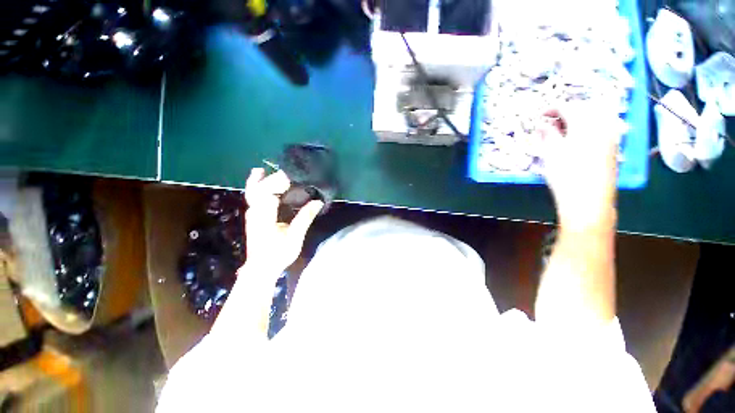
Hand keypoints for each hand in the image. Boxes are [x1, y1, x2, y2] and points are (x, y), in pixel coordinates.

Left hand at [244, 168, 322, 271]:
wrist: (261, 269)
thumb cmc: (278, 254)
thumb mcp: (295, 237)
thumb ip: (305, 217)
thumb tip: (318, 201)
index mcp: (264, 215)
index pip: (269, 191)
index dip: (279, 181)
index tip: (293, 175)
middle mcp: (255, 211)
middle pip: (257, 188)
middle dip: (271, 178)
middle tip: (286, 171)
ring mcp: (252, 214)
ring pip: (252, 192)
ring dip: (259, 180)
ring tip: (265, 170)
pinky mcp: (254, 216)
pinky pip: (254, 197)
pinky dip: (257, 187)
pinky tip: (261, 184)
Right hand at [538, 103, 618, 231]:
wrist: (588, 200)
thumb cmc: (566, 174)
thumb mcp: (551, 152)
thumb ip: (547, 134)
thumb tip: (542, 125)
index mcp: (586, 123)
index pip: (568, 106)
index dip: (552, 109)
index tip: (539, 116)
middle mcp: (603, 124)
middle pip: (585, 108)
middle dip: (567, 112)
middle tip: (551, 123)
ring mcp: (611, 136)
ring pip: (595, 118)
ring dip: (578, 120)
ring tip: (562, 131)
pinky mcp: (613, 147)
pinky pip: (600, 128)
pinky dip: (587, 129)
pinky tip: (576, 140)